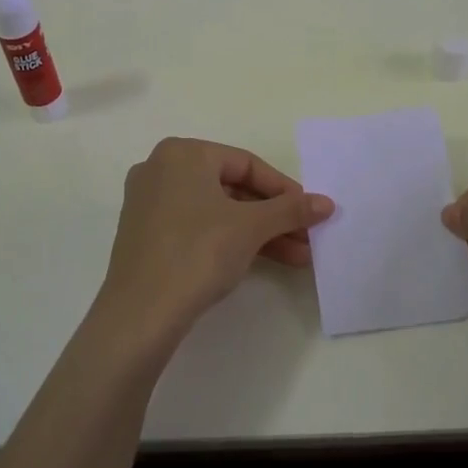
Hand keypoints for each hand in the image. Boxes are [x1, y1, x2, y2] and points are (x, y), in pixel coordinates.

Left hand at [97, 137, 333, 347]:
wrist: (140, 314)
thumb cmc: (198, 252)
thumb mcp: (251, 227)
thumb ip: (291, 210)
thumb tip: (327, 203)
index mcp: (183, 153)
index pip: (246, 163)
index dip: (284, 189)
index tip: (310, 212)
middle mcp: (161, 169)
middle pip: (232, 187)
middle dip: (274, 216)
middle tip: (306, 237)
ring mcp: (149, 202)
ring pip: (217, 210)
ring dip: (258, 232)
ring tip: (297, 257)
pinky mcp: (146, 234)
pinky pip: (197, 226)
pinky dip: (229, 239)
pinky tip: (261, 260)